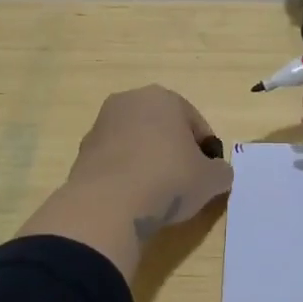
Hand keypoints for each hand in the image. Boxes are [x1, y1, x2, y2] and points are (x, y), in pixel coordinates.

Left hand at [65, 86, 234, 236]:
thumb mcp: (211, 180)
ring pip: (136, 143)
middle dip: (174, 152)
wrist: (109, 204)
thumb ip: (220, 171)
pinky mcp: (83, 151)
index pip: (195, 123)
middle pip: (163, 128)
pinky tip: (131, 199)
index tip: (207, 176)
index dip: (206, 151)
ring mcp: (101, 124)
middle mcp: (129, 101)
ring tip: (156, 195)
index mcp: (163, 97)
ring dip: (147, 162)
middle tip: (183, 184)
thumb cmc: (168, 180)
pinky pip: (115, 161)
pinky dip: (125, 175)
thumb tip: (217, 173)